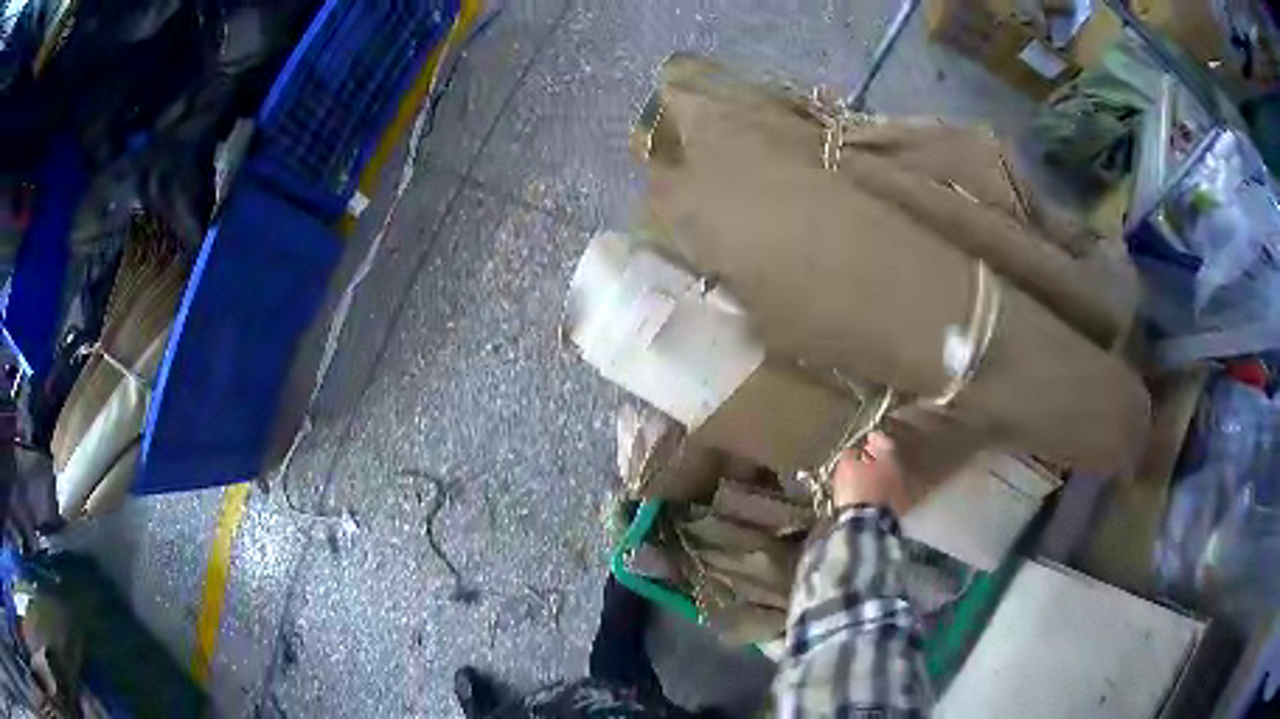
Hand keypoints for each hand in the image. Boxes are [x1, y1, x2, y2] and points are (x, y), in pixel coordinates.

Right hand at [832, 431, 908, 515]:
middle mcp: (901, 469)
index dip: (876, 439)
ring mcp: (903, 489)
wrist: (867, 521)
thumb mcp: (846, 467)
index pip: (885, 441)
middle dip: (880, 459)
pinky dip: (884, 493)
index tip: (869, 439)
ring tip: (870, 481)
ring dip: (883, 477)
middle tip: (869, 460)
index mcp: (889, 455)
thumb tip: (852, 451)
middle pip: (891, 460)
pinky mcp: (900, 508)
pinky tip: (874, 497)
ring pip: (893, 478)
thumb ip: (850, 456)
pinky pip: (891, 495)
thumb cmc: (856, 488)